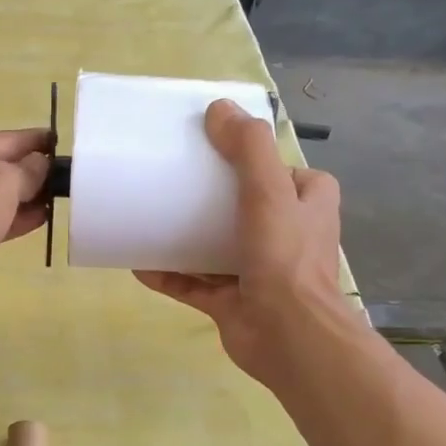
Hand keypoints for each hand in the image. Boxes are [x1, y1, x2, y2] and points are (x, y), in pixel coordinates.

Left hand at [0, 127, 51, 319]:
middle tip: (67, 180)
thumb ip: (28, 170)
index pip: (7, 138)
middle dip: (32, 173)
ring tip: (58, 201)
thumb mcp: (4, 183)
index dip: (38, 142)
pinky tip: (37, 220)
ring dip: (24, 198)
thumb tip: (40, 164)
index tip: (64, 146)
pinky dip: (9, 218)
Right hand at [135, 100, 351, 388]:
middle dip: (208, 198)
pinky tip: (138, 263)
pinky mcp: (231, 302)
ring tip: (148, 219)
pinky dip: (168, 274)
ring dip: (184, 236)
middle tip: (172, 182)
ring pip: (214, 246)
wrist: (289, 337)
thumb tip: (218, 108)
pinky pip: (193, 283)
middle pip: (242, 207)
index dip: (254, 160)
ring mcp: (257, 271)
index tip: (213, 151)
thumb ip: (247, 148)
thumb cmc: (285, 258)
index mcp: (307, 204)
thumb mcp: (270, 190)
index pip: (282, 172)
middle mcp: (287, 236)